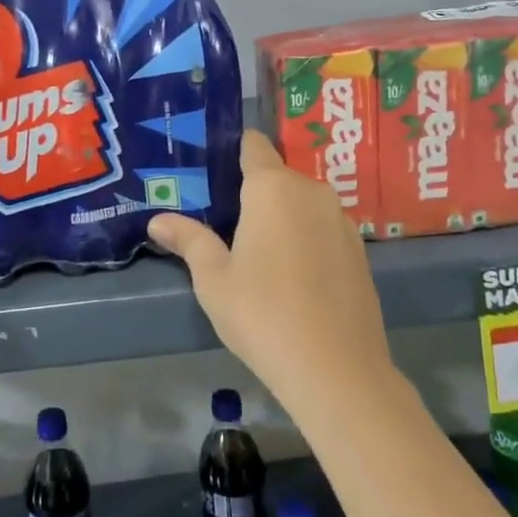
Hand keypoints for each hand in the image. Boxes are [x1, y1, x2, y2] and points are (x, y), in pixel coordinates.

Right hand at [148, 129, 391, 415]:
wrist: (336, 370)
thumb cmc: (262, 314)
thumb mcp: (213, 279)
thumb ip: (189, 240)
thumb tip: (157, 220)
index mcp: (272, 188)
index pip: (254, 146)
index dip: (235, 151)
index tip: (214, 168)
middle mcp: (311, 192)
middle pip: (278, 177)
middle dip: (254, 192)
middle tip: (225, 221)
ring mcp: (341, 221)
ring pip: (303, 204)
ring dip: (282, 217)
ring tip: (256, 251)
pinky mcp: (360, 251)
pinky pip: (323, 229)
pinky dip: (305, 239)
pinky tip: (292, 275)